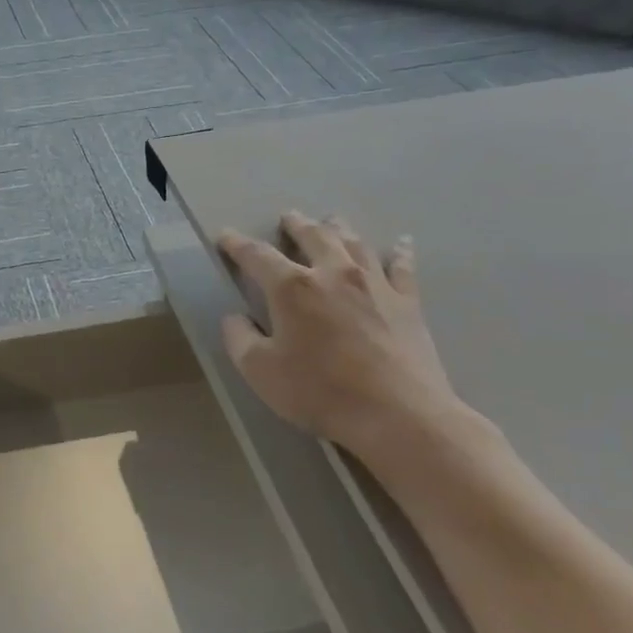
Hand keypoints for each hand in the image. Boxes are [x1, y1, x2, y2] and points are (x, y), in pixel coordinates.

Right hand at [217, 211, 459, 454]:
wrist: (397, 414)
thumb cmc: (319, 392)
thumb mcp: (260, 371)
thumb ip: (239, 339)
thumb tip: (234, 318)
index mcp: (292, 288)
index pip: (257, 256)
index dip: (237, 244)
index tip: (225, 236)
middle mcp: (333, 273)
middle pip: (313, 236)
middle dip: (296, 225)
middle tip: (287, 217)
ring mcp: (375, 284)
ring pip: (354, 243)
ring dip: (338, 228)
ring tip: (331, 221)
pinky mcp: (407, 302)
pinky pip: (402, 266)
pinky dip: (399, 251)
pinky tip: (401, 242)